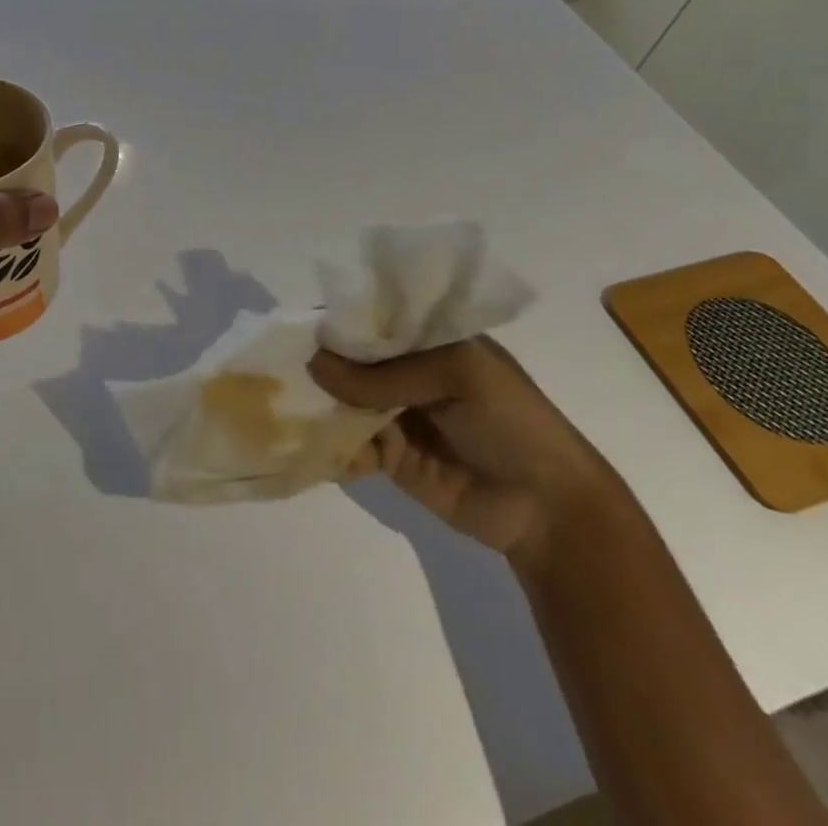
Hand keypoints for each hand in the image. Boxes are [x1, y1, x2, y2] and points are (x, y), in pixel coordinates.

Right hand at [309, 337, 625, 569]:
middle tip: (278, 368)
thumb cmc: (511, 421)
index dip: (338, 321)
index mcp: (428, 339)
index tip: (294, 325)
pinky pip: (351, 444)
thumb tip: (314, 363)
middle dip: (319, 364)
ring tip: (286, 404)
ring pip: (344, 401)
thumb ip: (384, 374)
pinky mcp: (390, 457)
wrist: (548, 508)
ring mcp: (396, 414)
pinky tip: (315, 445)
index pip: (373, 319)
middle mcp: (406, 371)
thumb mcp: (455, 375)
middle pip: (350, 360)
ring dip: (319, 404)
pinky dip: (332, 445)